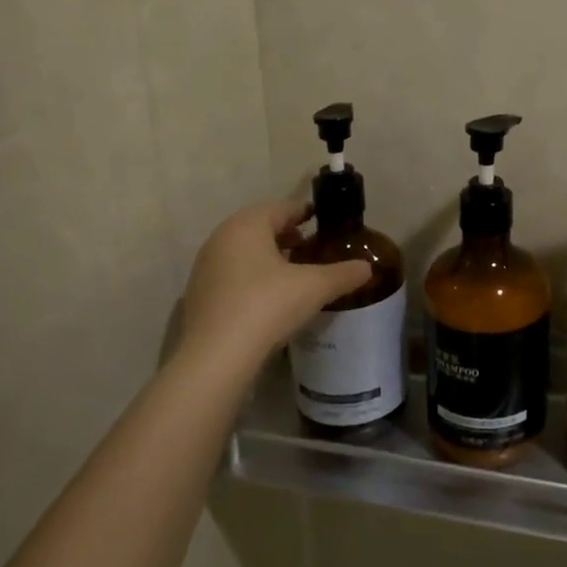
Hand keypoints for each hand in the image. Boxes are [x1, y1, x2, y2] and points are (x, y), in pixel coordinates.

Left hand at [171, 200, 372, 375]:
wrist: (216, 357)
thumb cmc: (267, 306)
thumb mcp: (315, 287)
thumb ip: (344, 273)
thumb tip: (366, 268)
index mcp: (247, 226)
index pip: (281, 208)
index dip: (305, 212)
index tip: (323, 221)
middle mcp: (221, 239)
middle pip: (260, 229)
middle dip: (287, 236)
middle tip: (312, 248)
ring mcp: (206, 269)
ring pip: (244, 253)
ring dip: (269, 258)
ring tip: (295, 275)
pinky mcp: (199, 297)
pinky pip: (233, 276)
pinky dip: (253, 279)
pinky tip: (271, 299)